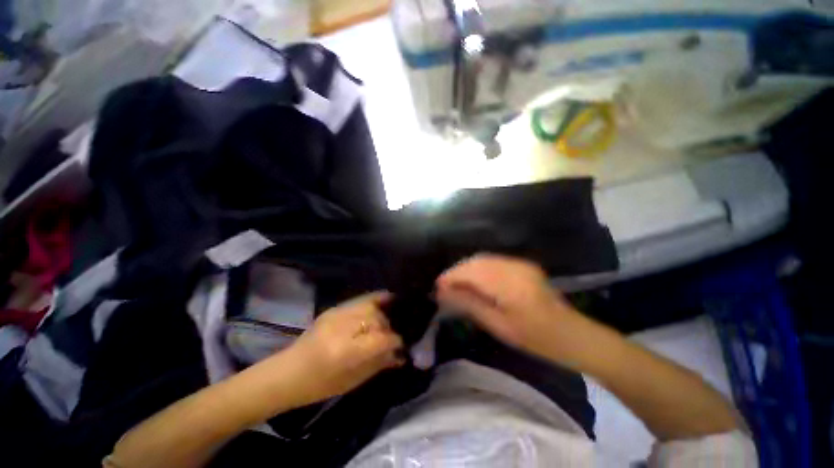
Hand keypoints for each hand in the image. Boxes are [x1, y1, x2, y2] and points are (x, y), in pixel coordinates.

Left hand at [283, 292, 404, 402]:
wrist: (287, 373)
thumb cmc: (319, 386)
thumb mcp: (351, 381)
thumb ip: (379, 363)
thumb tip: (401, 353)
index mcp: (346, 351)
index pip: (381, 338)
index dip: (395, 340)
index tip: (402, 345)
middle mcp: (342, 327)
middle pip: (376, 318)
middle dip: (388, 327)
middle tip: (391, 336)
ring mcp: (336, 314)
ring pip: (370, 306)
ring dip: (382, 313)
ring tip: (388, 320)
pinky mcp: (334, 309)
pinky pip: (360, 299)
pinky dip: (374, 299)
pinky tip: (384, 299)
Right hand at [435, 254, 578, 362]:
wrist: (572, 334)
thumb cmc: (535, 338)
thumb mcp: (498, 325)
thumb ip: (469, 304)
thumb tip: (443, 293)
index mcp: (508, 283)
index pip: (471, 271)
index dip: (451, 276)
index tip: (437, 287)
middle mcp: (513, 266)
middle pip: (476, 262)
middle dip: (457, 272)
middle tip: (445, 288)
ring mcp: (520, 263)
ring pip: (483, 259)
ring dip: (467, 270)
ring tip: (456, 285)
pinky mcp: (522, 265)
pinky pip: (493, 262)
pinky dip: (479, 269)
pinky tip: (474, 282)